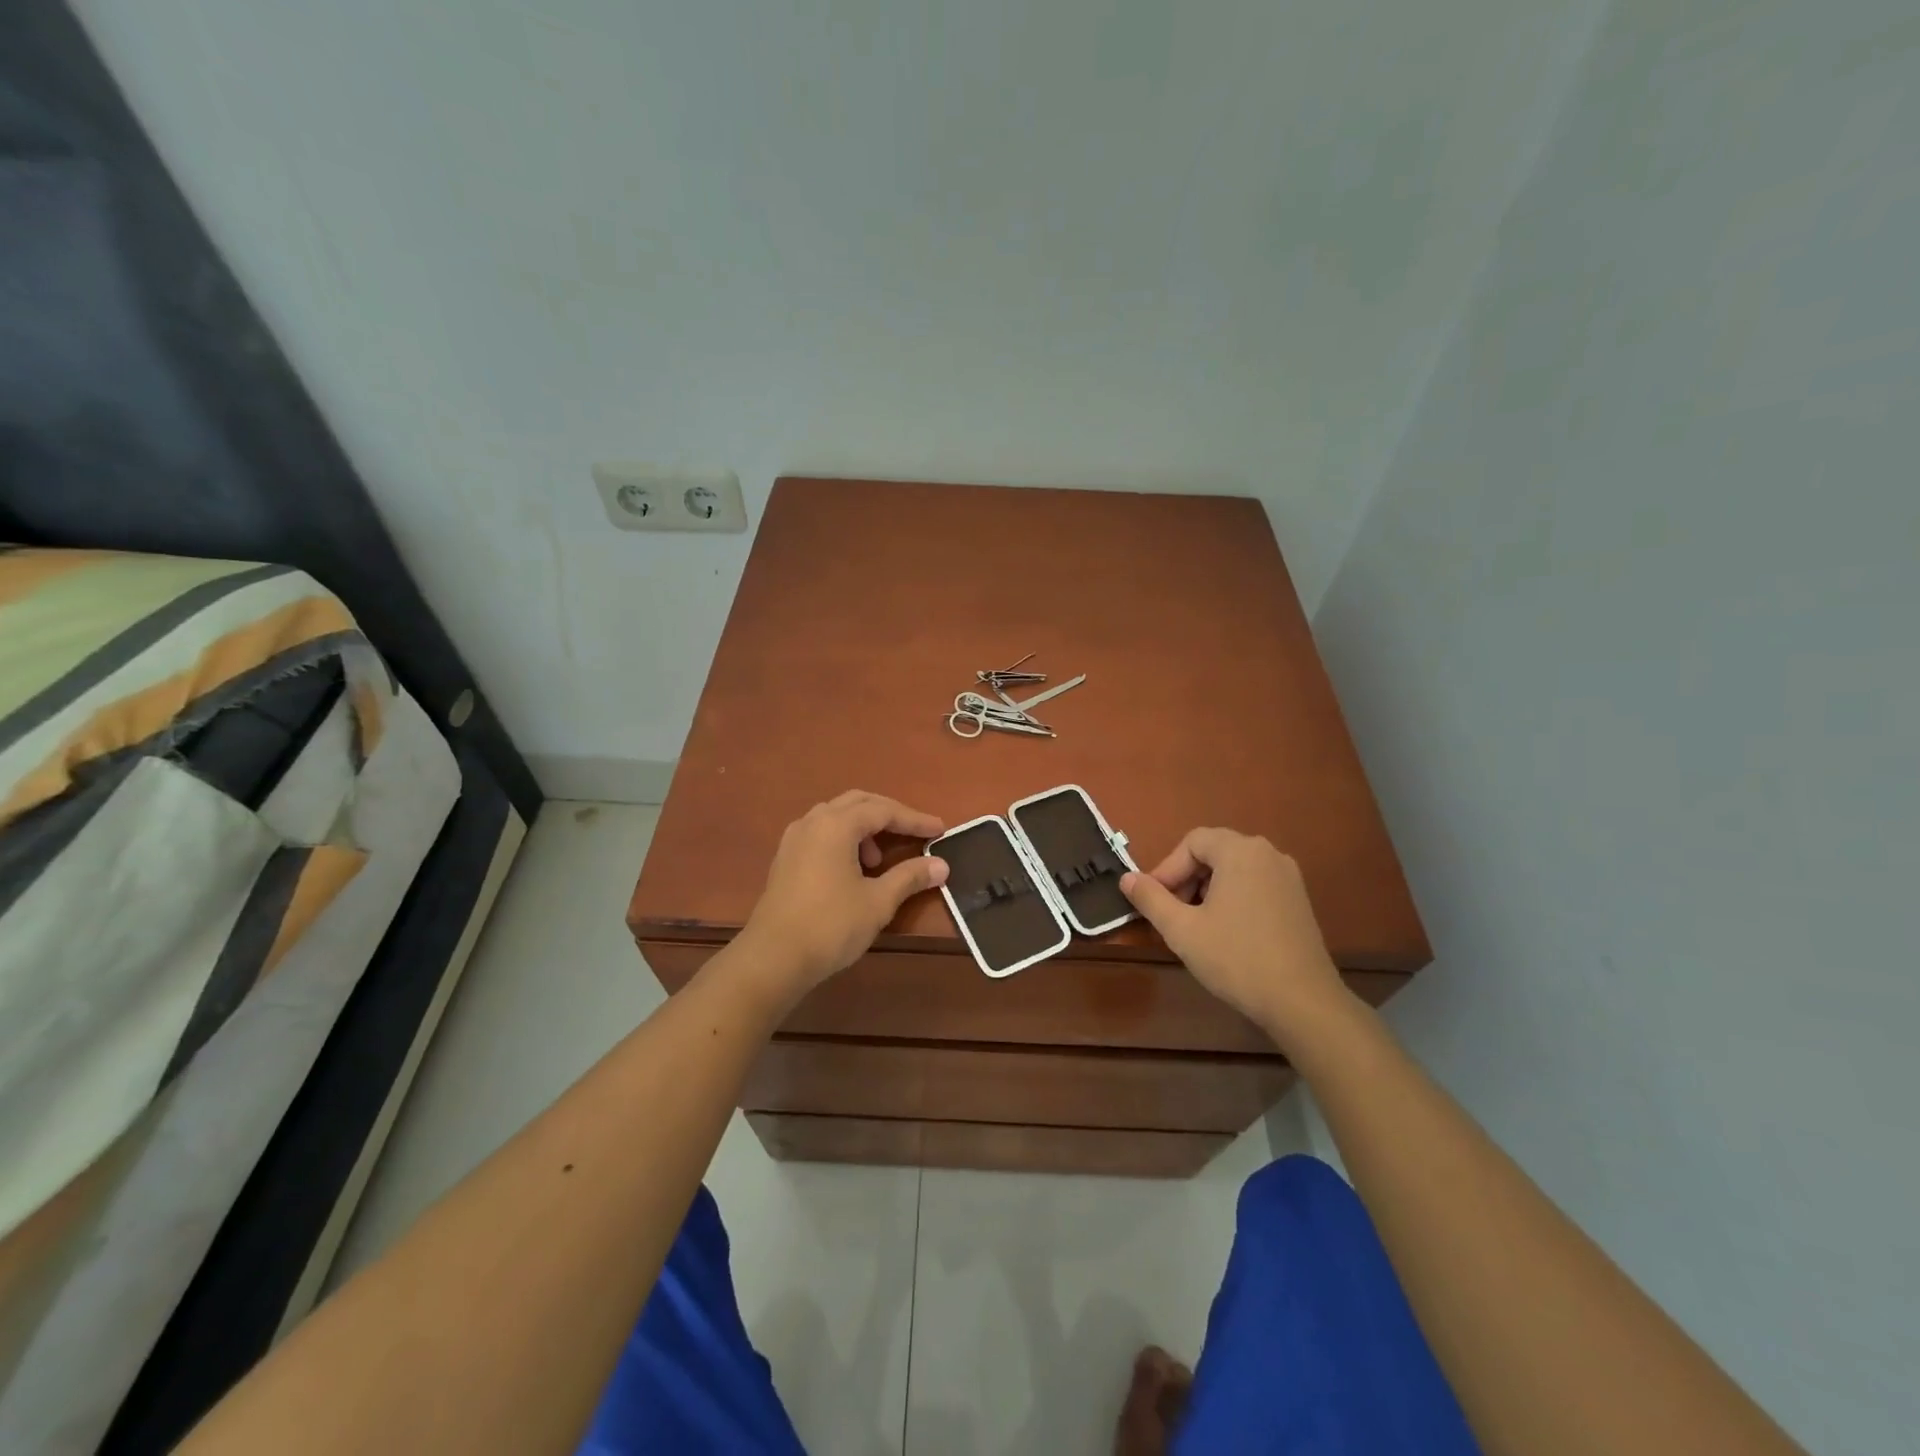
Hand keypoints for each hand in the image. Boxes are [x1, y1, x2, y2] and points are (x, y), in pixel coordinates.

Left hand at [737, 791, 948, 998]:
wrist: (773, 958)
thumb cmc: (830, 925)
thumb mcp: (878, 902)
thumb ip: (910, 877)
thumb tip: (941, 865)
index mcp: (836, 825)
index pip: (884, 810)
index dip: (914, 819)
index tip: (940, 829)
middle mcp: (813, 822)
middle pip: (858, 803)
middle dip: (889, 815)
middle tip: (914, 833)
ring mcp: (794, 839)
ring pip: (836, 816)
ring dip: (864, 828)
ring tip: (879, 861)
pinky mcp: (785, 858)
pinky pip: (821, 832)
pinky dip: (844, 839)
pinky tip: (852, 869)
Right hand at [1120, 828, 1350, 1050]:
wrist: (1302, 1002)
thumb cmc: (1236, 958)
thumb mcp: (1181, 929)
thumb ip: (1150, 899)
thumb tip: (1126, 879)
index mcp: (1240, 851)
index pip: (1192, 842)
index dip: (1167, 869)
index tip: (1156, 902)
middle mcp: (1268, 854)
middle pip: (1214, 852)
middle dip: (1187, 879)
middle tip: (1173, 914)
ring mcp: (1288, 877)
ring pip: (1234, 869)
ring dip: (1208, 889)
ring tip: (1197, 925)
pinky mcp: (1299, 901)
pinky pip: (1255, 884)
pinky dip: (1233, 898)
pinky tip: (1227, 932)